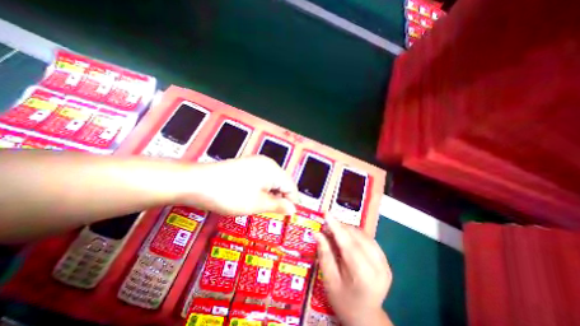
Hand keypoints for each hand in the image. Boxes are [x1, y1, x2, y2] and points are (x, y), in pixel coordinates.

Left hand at [183, 156, 295, 216]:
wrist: (197, 182)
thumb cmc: (230, 195)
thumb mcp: (257, 204)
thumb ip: (279, 206)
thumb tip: (293, 209)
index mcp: (273, 170)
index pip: (291, 186)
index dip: (291, 202)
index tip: (287, 217)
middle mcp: (267, 163)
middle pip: (282, 182)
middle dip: (281, 198)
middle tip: (273, 214)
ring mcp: (256, 162)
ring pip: (272, 181)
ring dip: (271, 194)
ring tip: (262, 207)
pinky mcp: (247, 165)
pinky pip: (261, 178)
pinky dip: (262, 189)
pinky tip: (253, 197)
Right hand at [315, 216, 390, 325]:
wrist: (366, 317)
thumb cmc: (343, 301)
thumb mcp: (329, 280)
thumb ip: (324, 254)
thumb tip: (317, 233)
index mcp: (363, 276)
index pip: (348, 244)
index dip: (336, 226)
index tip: (326, 213)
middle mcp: (378, 267)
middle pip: (357, 237)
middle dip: (341, 227)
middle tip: (327, 225)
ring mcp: (385, 264)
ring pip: (364, 235)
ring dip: (348, 230)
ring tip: (336, 232)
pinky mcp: (386, 261)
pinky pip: (369, 240)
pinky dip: (356, 235)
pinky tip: (348, 238)